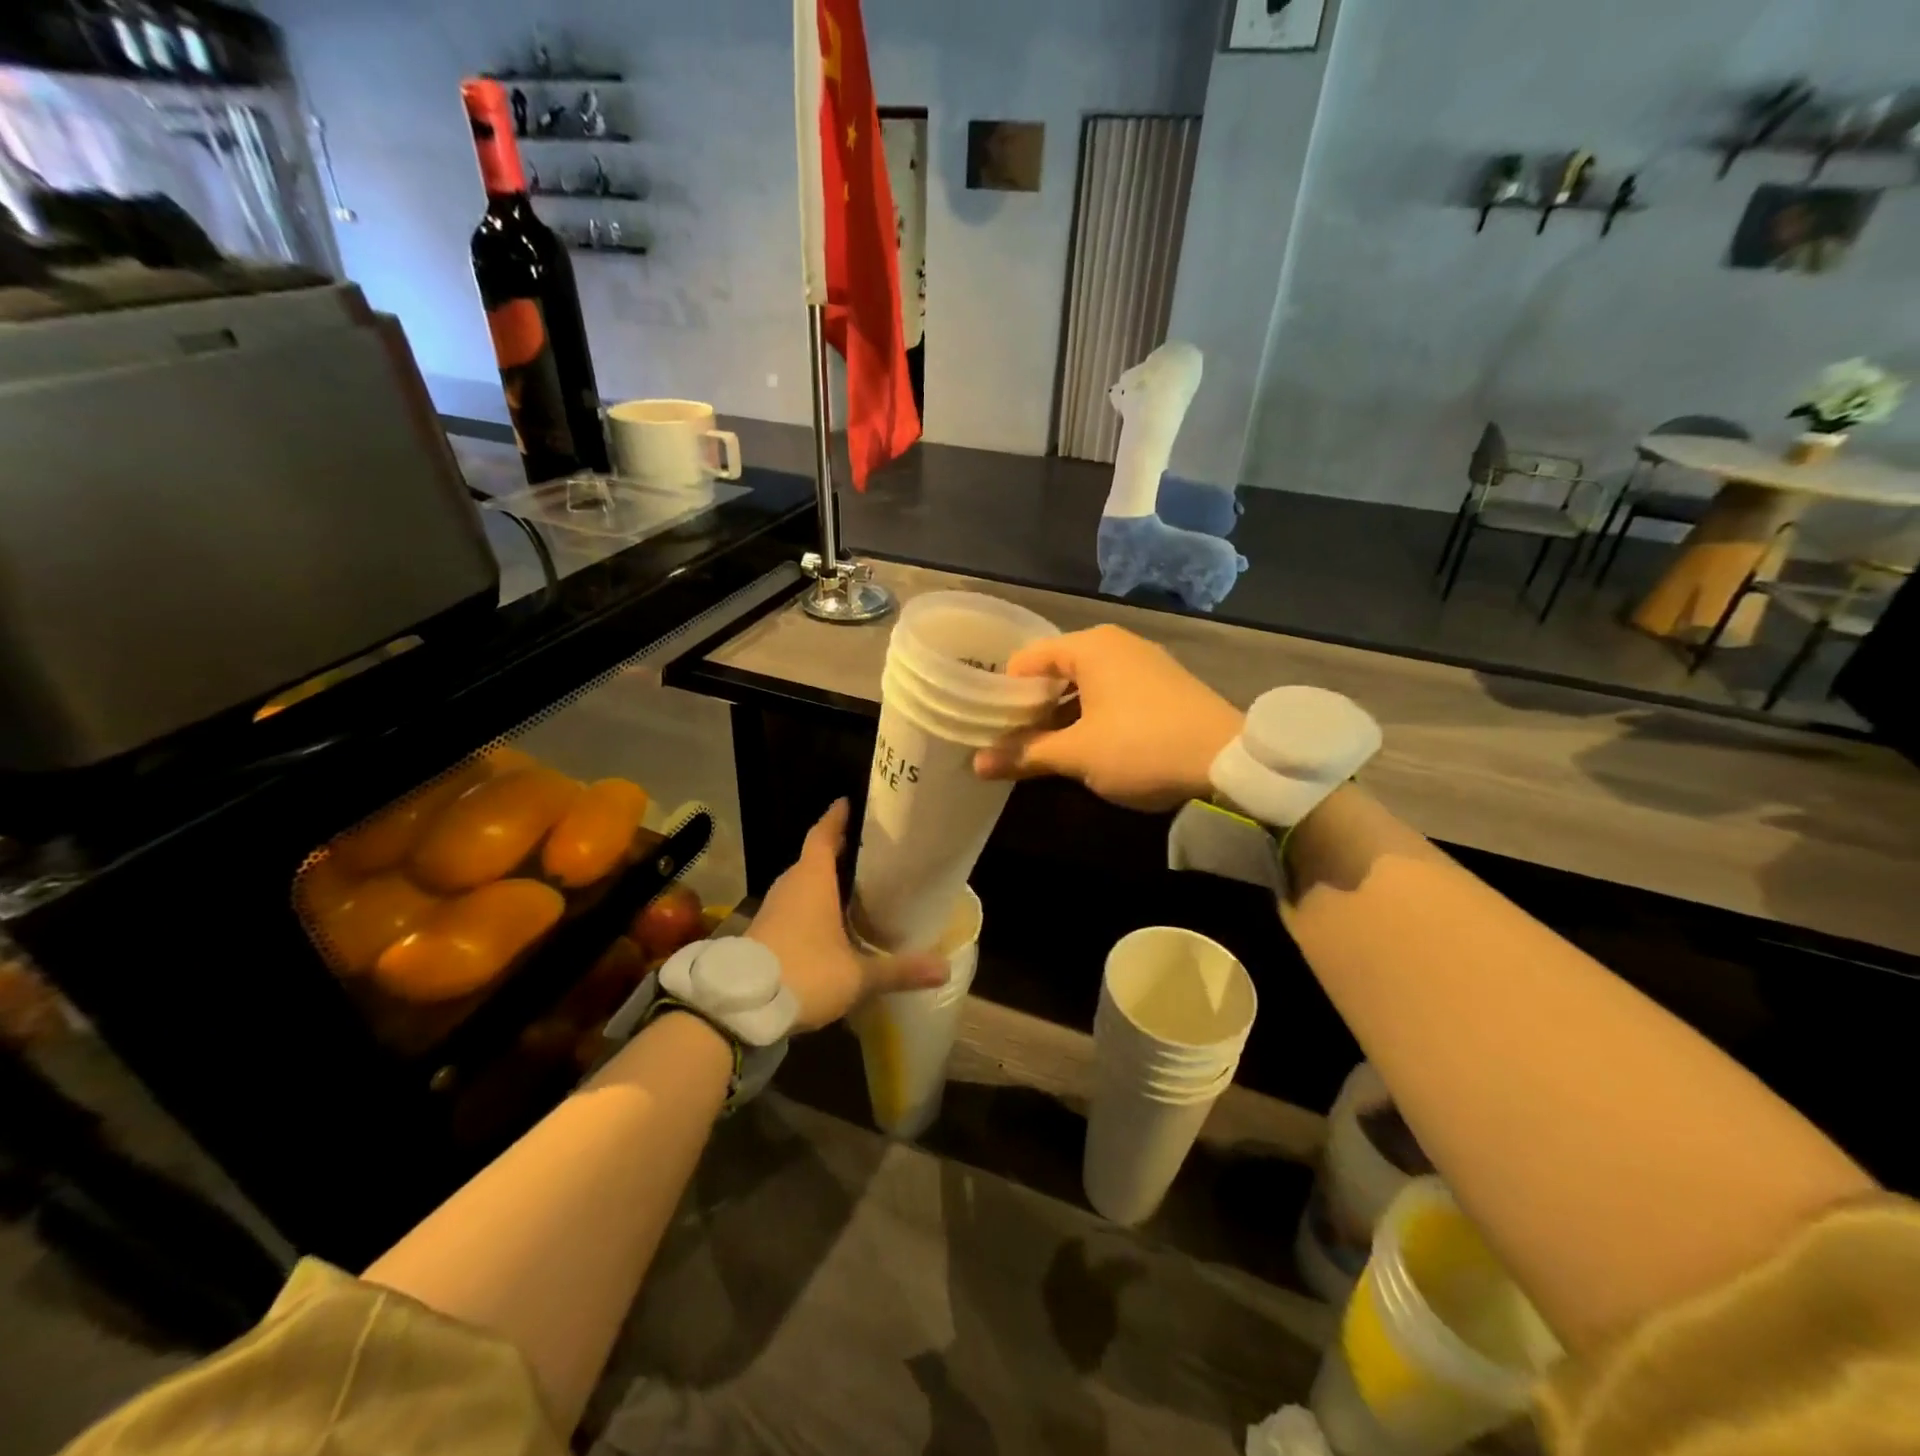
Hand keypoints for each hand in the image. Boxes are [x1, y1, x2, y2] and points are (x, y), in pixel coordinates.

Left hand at [746, 799, 945, 1031]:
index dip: (835, 818)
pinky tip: (828, 924)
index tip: (846, 802)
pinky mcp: (764, 931)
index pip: (823, 835)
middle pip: (814, 858)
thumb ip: (900, 970)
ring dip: (823, 880)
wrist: (740, 1007)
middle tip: (866, 850)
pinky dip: (811, 905)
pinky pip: (792, 906)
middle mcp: (791, 886)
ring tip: (853, 885)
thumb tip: (945, 968)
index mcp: (812, 880)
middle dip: (837, 851)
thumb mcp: (857, 975)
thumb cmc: (805, 973)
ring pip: (802, 884)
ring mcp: (773, 909)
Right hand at [972, 625, 1243, 811]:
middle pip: (1056, 669)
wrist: (1229, 760)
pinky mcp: (1163, 685)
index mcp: (1090, 646)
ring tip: (1040, 746)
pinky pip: (1111, 692)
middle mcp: (1115, 643)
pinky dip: (1090, 713)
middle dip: (1031, 704)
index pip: (1027, 658)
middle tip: (1008, 737)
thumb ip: (1026, 755)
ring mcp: (1144, 662)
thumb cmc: (1141, 747)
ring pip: (1085, 683)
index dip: (1003, 690)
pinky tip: (1083, 744)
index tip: (987, 721)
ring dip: (1060, 713)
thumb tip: (976, 764)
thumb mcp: (1077, 755)